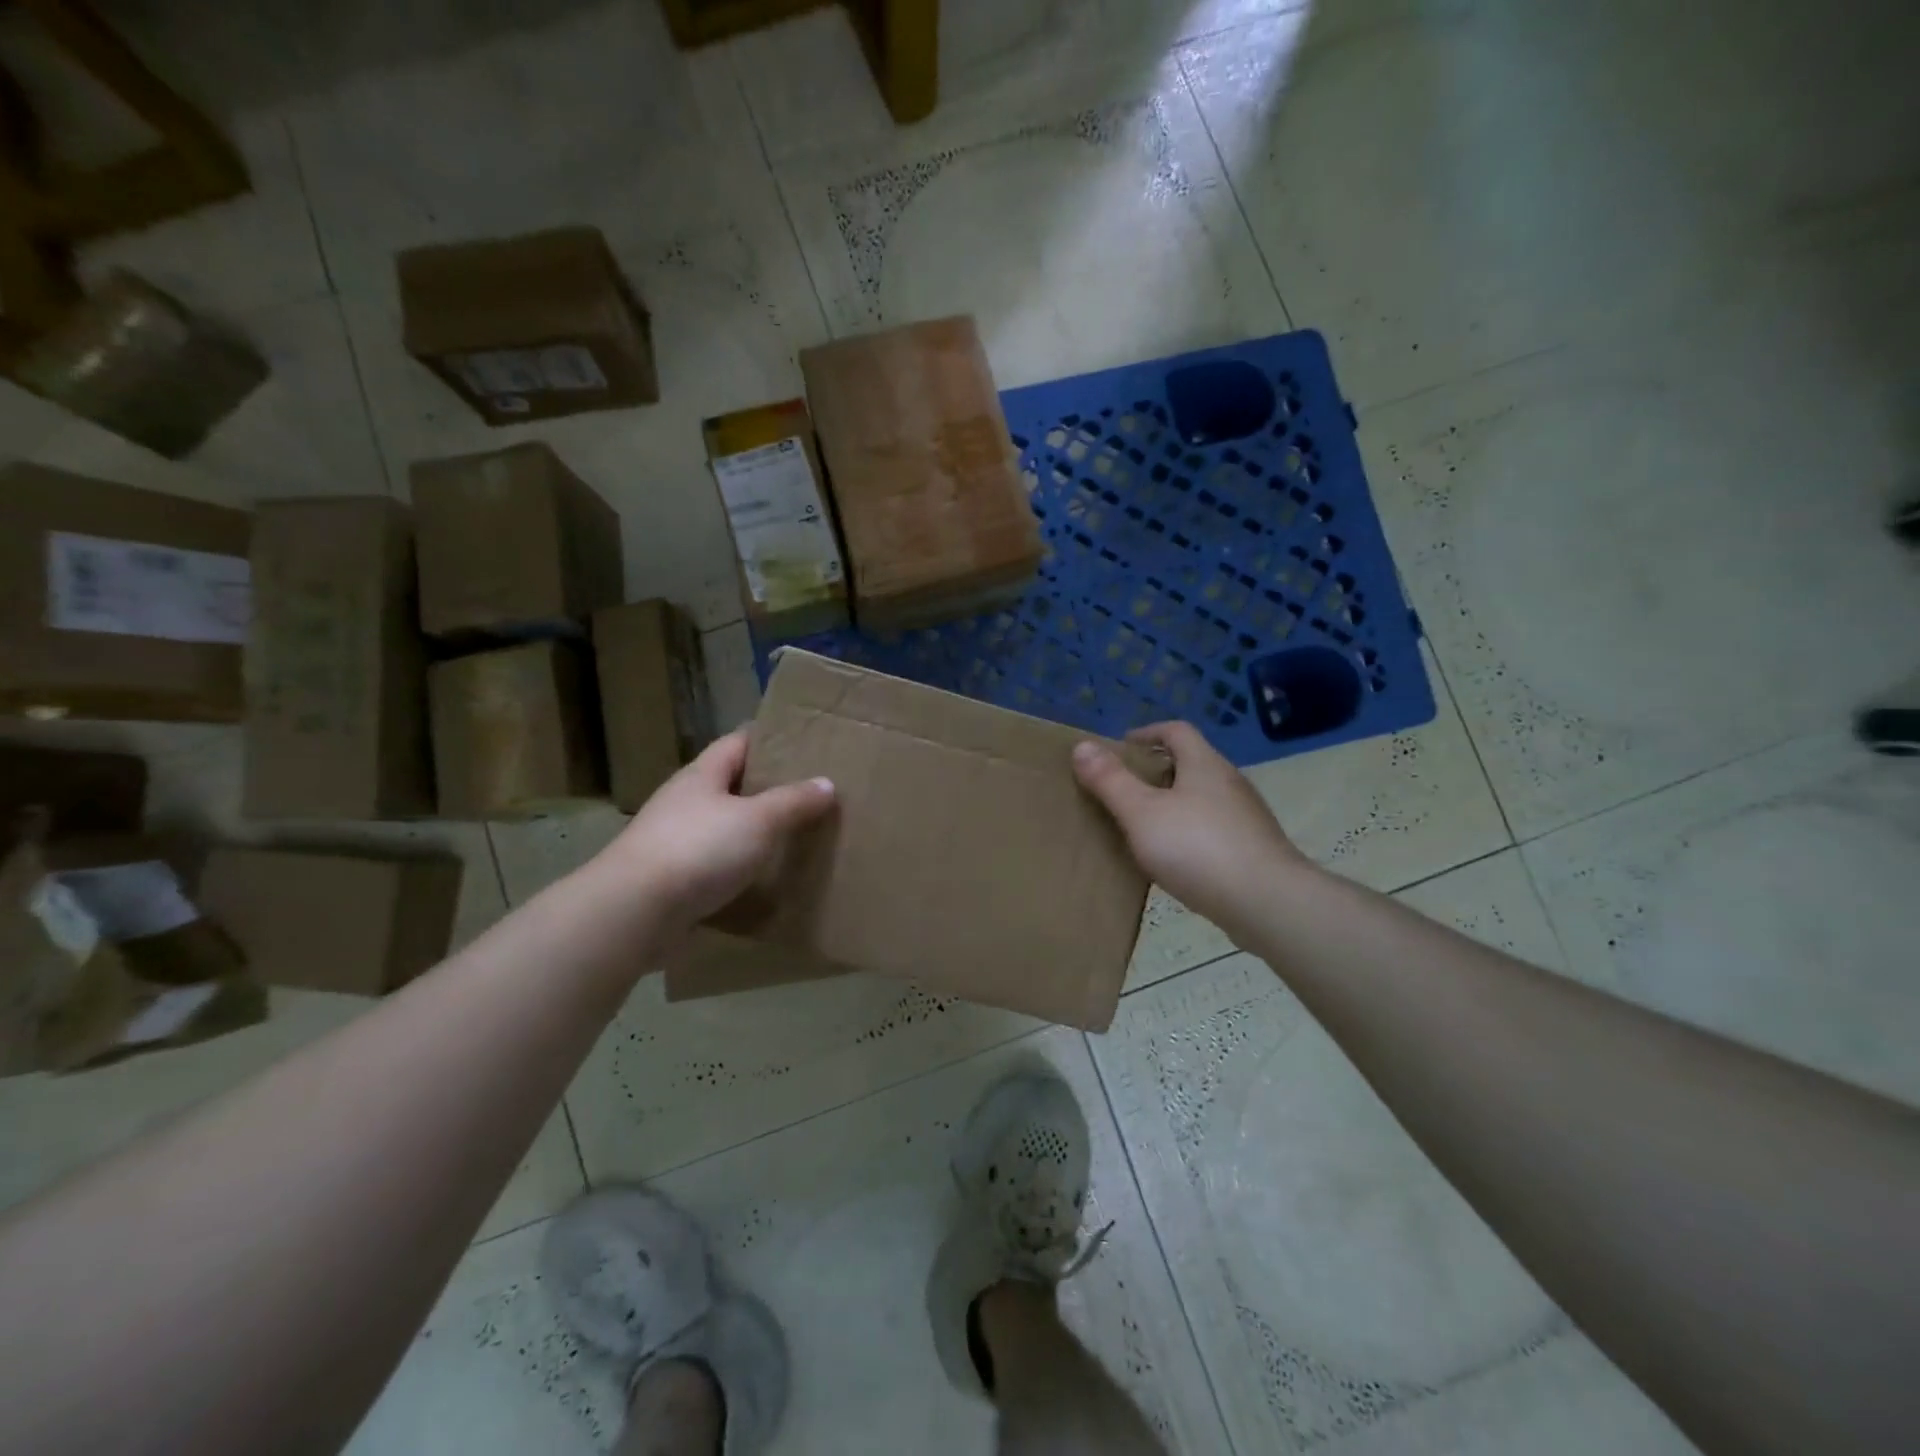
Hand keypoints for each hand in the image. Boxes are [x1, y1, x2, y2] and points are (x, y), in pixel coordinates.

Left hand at [588, 730, 834, 933]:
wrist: (634, 912)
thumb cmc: (699, 849)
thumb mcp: (759, 820)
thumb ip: (794, 801)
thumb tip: (826, 783)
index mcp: (702, 775)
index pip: (738, 743)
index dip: (770, 740)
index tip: (804, 745)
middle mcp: (685, 801)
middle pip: (731, 785)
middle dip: (767, 788)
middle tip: (810, 794)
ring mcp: (674, 840)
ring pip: (723, 826)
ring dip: (753, 831)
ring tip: (794, 836)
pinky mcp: (671, 879)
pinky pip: (714, 865)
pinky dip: (739, 868)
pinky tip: (764, 878)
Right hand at [1072, 722, 1307, 940]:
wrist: (1268, 903)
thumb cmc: (1198, 848)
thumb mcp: (1141, 813)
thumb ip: (1111, 781)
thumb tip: (1082, 746)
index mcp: (1204, 764)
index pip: (1176, 731)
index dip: (1147, 733)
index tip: (1122, 748)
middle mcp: (1230, 782)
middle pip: (1192, 762)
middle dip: (1158, 770)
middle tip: (1126, 788)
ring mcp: (1246, 816)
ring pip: (1204, 797)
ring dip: (1175, 803)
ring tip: (1146, 825)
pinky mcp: (1254, 848)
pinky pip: (1214, 828)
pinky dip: (1191, 831)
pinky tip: (1177, 858)